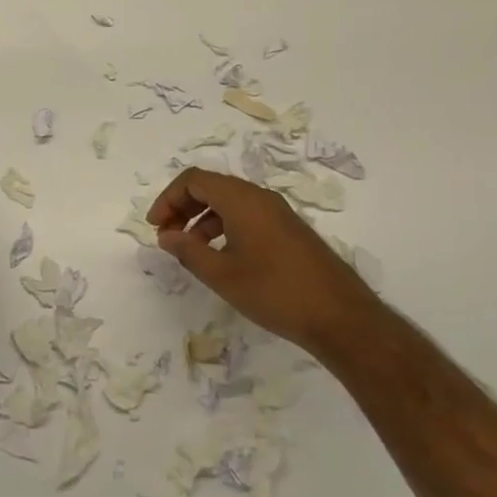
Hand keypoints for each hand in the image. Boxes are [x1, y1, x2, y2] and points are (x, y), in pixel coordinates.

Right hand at [148, 168, 379, 352]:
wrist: (340, 317)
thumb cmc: (274, 292)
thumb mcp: (222, 274)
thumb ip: (188, 251)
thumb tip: (166, 236)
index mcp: (242, 199)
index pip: (194, 180)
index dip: (168, 198)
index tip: (156, 227)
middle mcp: (260, 197)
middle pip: (211, 187)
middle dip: (183, 207)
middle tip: (167, 236)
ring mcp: (278, 213)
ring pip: (229, 202)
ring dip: (203, 219)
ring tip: (190, 250)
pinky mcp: (290, 231)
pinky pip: (247, 215)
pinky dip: (225, 227)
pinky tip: (222, 257)